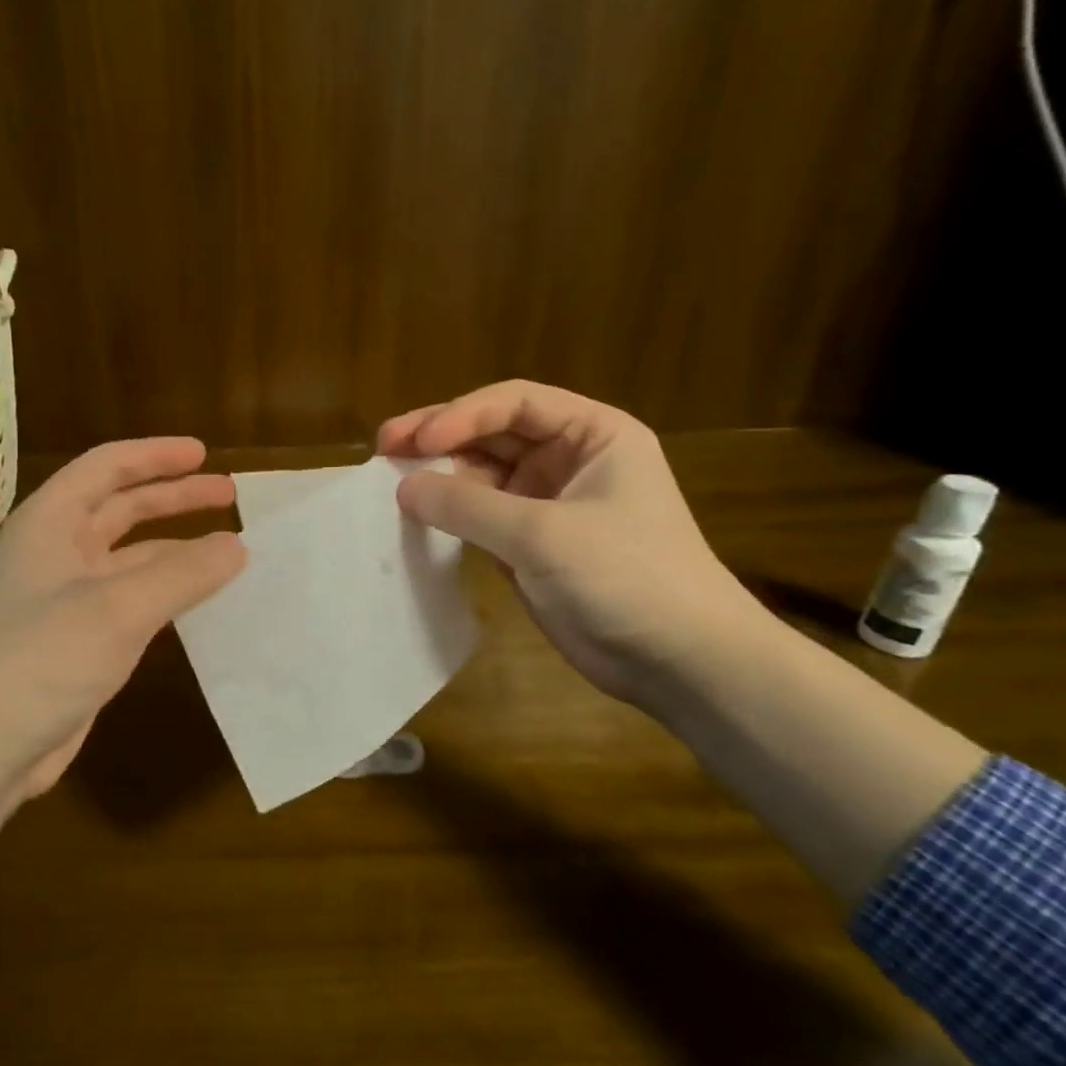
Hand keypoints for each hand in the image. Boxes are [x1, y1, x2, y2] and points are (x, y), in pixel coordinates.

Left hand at [0, 437, 245, 796]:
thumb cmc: (42, 659)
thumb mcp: (118, 607)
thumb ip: (183, 573)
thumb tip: (238, 545)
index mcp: (50, 522)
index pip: (106, 466)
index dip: (156, 455)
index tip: (204, 453)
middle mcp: (55, 550)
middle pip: (121, 507)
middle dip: (174, 497)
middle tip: (230, 494)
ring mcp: (65, 597)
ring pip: (130, 555)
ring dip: (176, 547)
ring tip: (229, 548)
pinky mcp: (78, 638)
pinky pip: (132, 597)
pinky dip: (167, 589)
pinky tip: (200, 598)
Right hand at [379, 381, 757, 704]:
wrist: (681, 662)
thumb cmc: (626, 577)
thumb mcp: (543, 534)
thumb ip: (467, 507)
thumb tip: (402, 487)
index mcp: (592, 435)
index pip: (515, 403)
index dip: (461, 414)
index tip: (416, 441)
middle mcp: (568, 461)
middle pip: (492, 434)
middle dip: (439, 438)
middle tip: (384, 445)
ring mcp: (547, 504)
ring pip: (481, 476)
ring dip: (439, 477)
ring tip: (389, 481)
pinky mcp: (530, 546)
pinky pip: (479, 517)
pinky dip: (448, 515)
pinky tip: (415, 517)